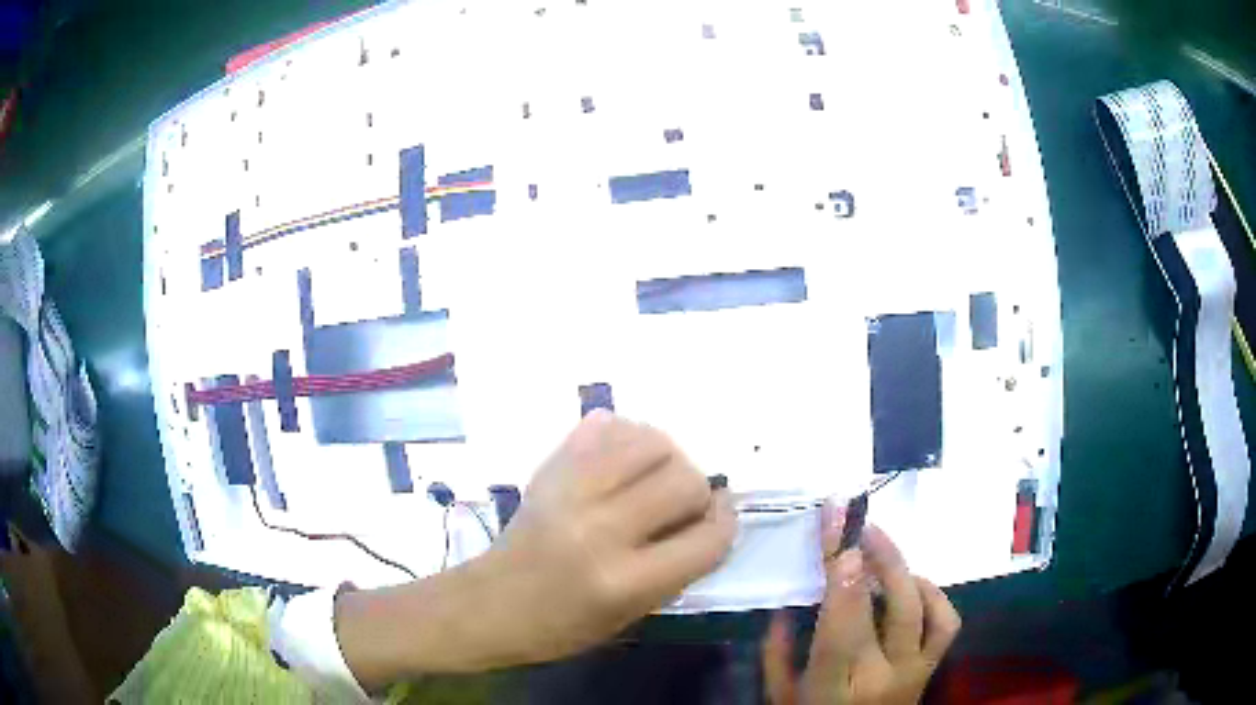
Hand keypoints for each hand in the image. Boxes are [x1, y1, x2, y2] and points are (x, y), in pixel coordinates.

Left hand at [479, 409, 737, 663]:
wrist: (488, 604)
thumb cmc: (560, 627)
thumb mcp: (630, 616)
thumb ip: (677, 569)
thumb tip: (711, 516)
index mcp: (624, 581)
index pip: (707, 539)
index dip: (725, 525)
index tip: (720, 518)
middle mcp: (600, 528)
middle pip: (685, 480)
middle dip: (697, 492)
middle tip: (680, 507)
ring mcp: (570, 491)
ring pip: (651, 441)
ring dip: (666, 458)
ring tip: (653, 479)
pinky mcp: (549, 469)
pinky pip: (606, 426)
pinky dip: (626, 437)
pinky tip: (622, 461)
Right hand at [762, 505, 959, 704]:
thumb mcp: (781, 697)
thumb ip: (778, 654)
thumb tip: (787, 606)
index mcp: (837, 686)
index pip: (844, 620)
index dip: (844, 569)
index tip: (838, 526)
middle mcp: (886, 675)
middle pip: (895, 606)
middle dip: (881, 556)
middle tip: (861, 525)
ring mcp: (916, 670)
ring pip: (926, 609)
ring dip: (905, 570)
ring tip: (882, 549)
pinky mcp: (932, 668)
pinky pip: (946, 622)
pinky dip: (932, 594)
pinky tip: (910, 584)